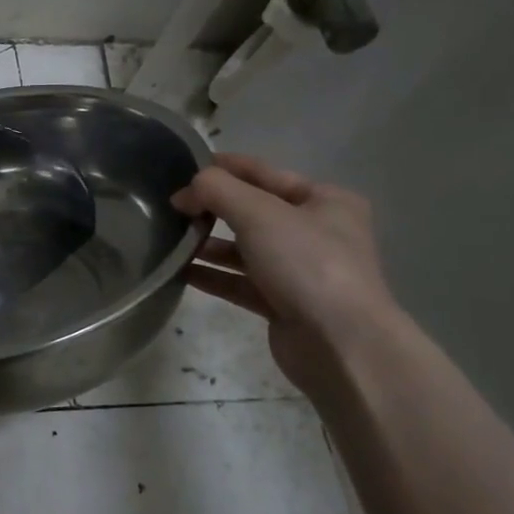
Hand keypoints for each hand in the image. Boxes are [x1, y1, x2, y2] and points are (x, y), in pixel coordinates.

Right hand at [171, 154, 397, 394]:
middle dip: (213, 208)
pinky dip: (213, 275)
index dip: (224, 168)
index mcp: (325, 201)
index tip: (182, 169)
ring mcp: (301, 271)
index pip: (265, 173)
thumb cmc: (307, 264)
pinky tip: (180, 271)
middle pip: (253, 211)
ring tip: (172, 240)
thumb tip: (184, 193)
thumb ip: (216, 190)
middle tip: (172, 208)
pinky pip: (241, 282)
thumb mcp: (259, 213)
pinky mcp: (284, 305)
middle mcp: (317, 232)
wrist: (341, 345)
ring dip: (209, 243)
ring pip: (245, 249)